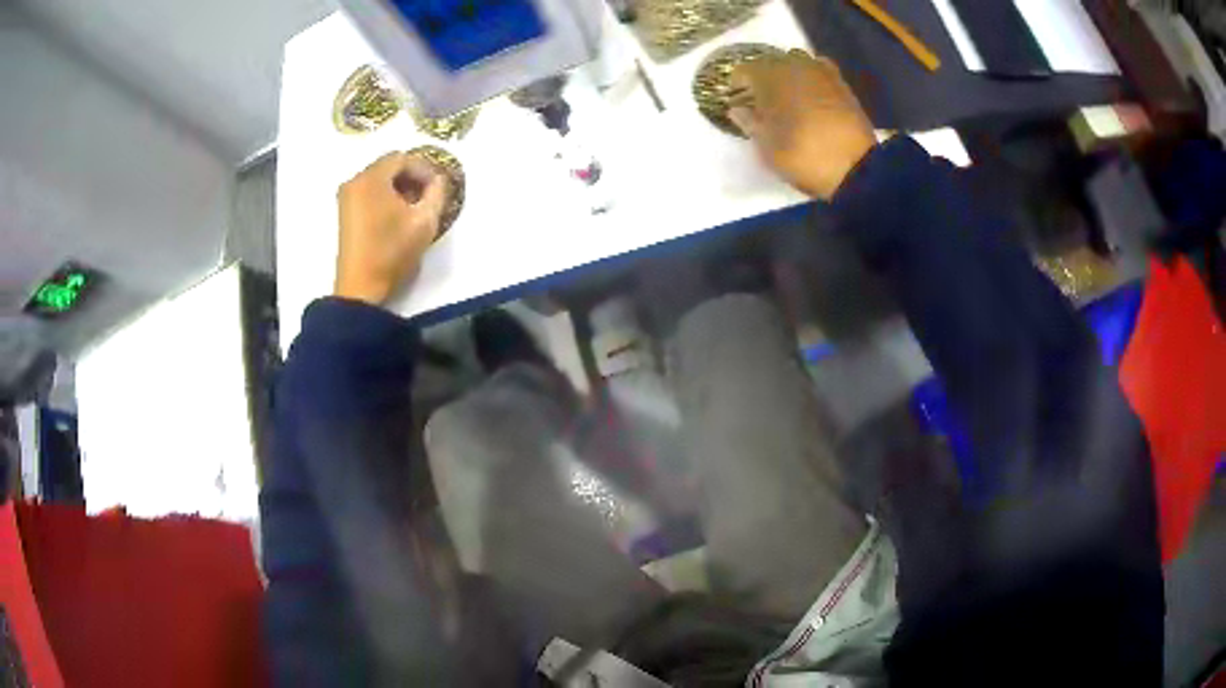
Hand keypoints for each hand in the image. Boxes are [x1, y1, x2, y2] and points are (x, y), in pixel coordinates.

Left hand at [334, 152, 448, 305]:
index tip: (438, 186)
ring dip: (399, 187)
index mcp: (372, 178)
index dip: (424, 168)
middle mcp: (355, 181)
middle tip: (428, 195)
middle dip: (411, 176)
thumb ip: (437, 193)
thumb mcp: (425, 221)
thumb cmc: (392, 252)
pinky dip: (385, 196)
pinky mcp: (344, 212)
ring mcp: (346, 197)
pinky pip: (369, 192)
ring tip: (415, 207)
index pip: (403, 158)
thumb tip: (438, 180)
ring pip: (379, 179)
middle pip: (388, 166)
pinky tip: (397, 215)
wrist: (361, 288)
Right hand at [729, 51, 876, 199]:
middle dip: (762, 79)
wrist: (856, 169)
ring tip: (786, 97)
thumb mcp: (766, 147)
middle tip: (760, 100)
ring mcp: (821, 72)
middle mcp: (794, 65)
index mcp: (770, 77)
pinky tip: (810, 94)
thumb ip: (749, 123)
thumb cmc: (803, 156)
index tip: (737, 100)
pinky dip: (810, 79)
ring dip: (787, 76)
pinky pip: (819, 71)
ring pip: (795, 63)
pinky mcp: (842, 84)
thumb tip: (737, 109)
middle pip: (770, 63)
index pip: (744, 70)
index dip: (738, 85)